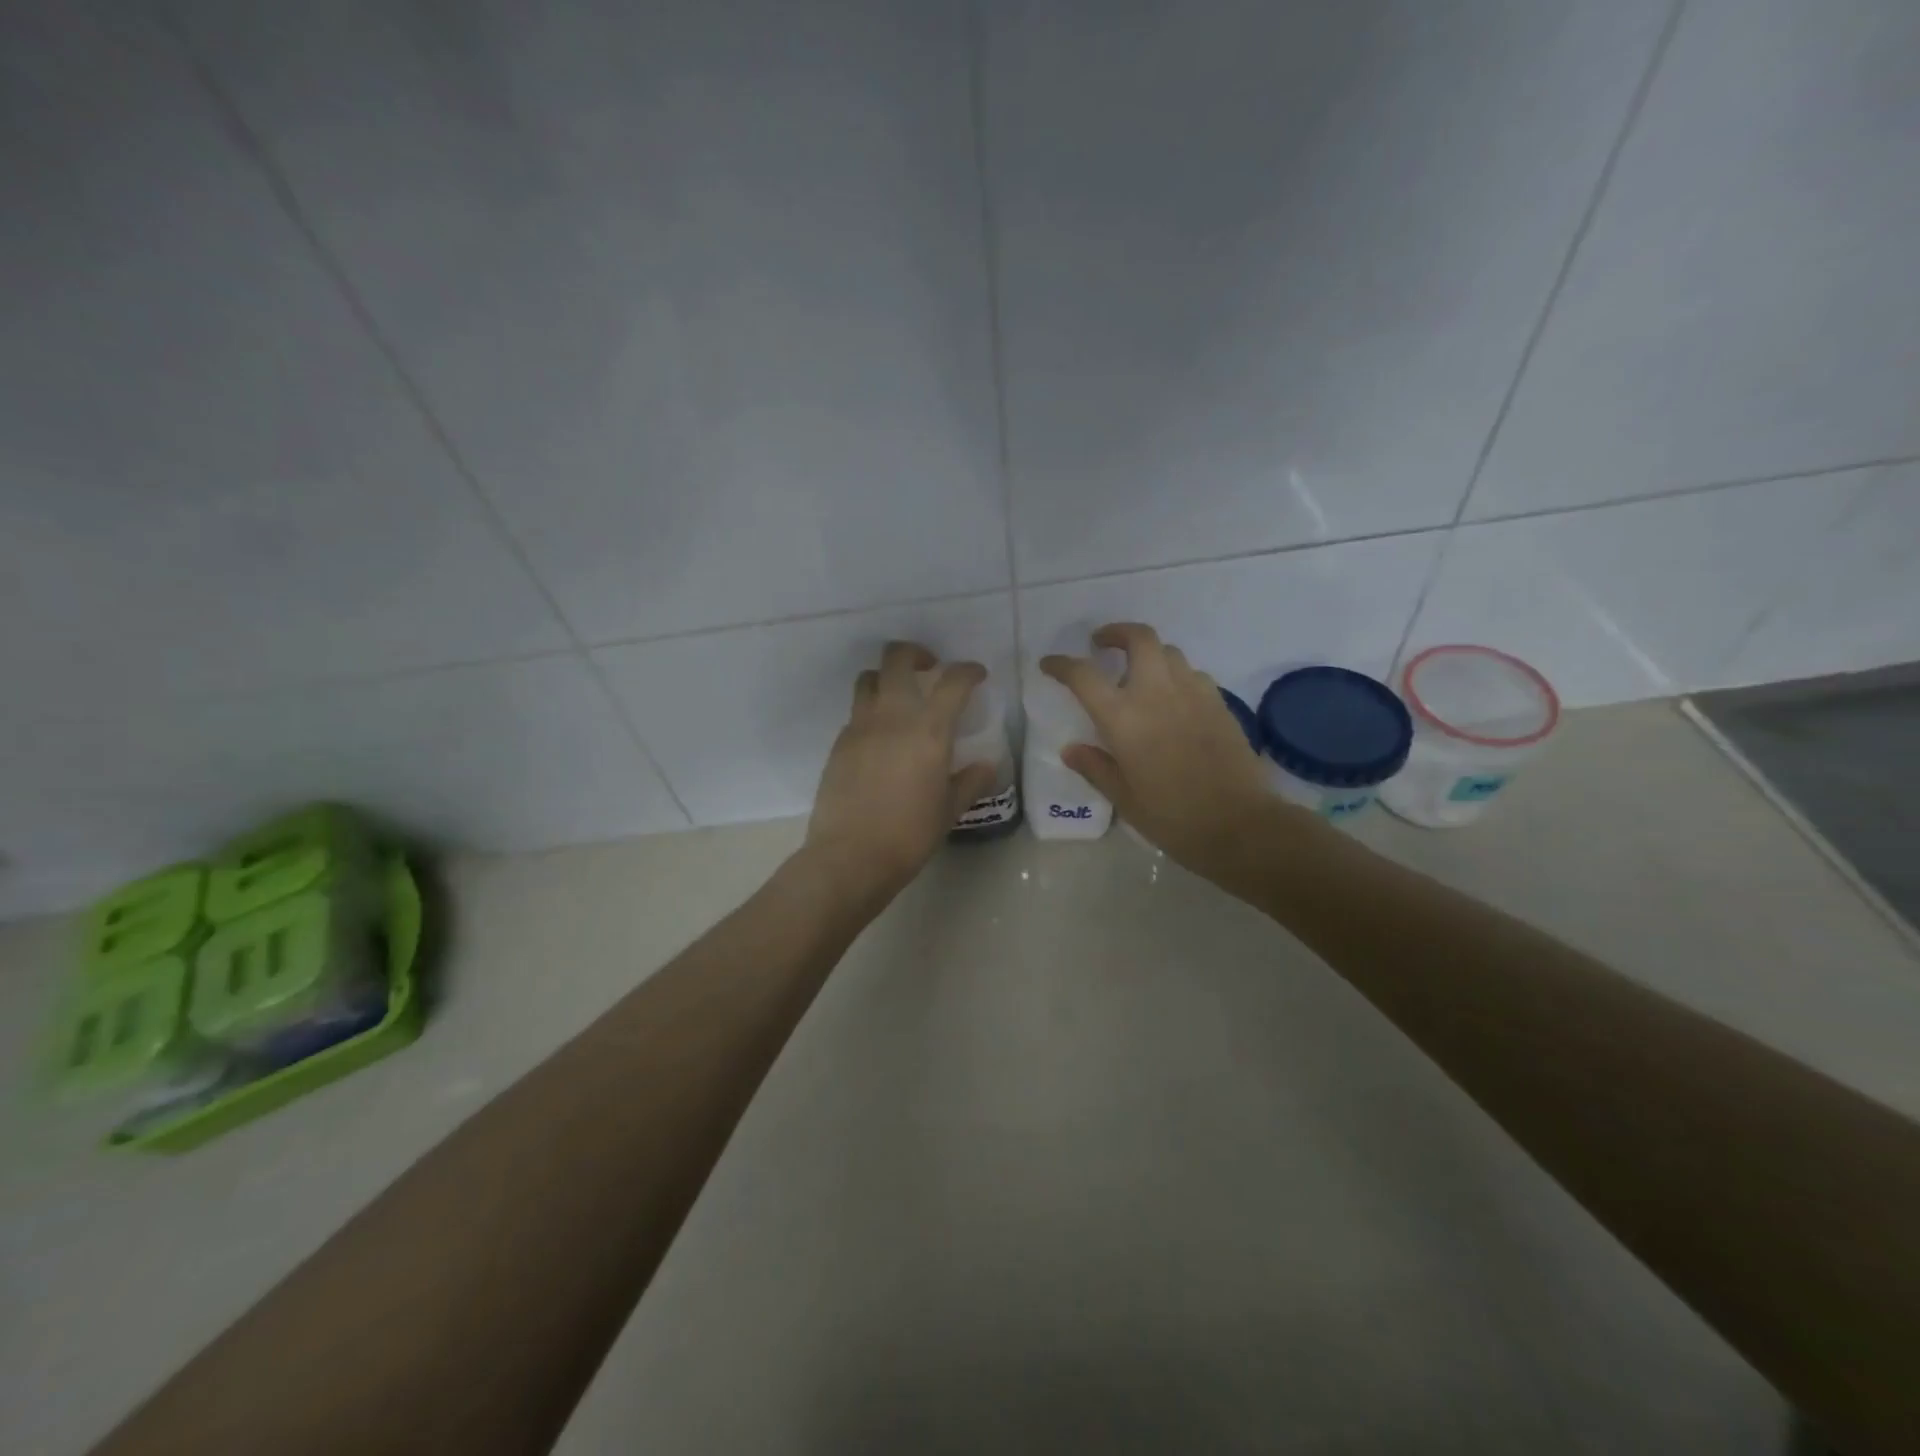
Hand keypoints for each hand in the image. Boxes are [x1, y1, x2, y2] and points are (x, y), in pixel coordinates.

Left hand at [805, 641, 997, 904]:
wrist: (850, 856)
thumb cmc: (909, 835)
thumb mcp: (949, 810)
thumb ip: (970, 781)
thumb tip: (986, 765)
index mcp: (928, 729)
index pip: (953, 681)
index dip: (969, 671)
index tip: (976, 676)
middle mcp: (892, 716)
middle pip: (897, 658)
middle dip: (916, 654)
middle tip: (930, 669)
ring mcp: (860, 726)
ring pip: (869, 678)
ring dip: (887, 678)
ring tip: (900, 698)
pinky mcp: (839, 743)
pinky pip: (856, 712)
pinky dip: (871, 712)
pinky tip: (881, 738)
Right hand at [1042, 623, 1314, 886]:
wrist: (1239, 825)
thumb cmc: (1173, 817)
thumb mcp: (1124, 798)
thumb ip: (1095, 768)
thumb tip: (1071, 749)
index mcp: (1123, 718)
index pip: (1083, 675)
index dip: (1061, 665)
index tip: (1050, 664)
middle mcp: (1157, 693)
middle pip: (1139, 638)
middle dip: (1117, 633)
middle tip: (1102, 644)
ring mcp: (1193, 693)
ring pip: (1169, 652)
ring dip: (1148, 654)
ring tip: (1138, 673)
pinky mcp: (1219, 702)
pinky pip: (1193, 674)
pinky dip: (1176, 675)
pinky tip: (1173, 699)